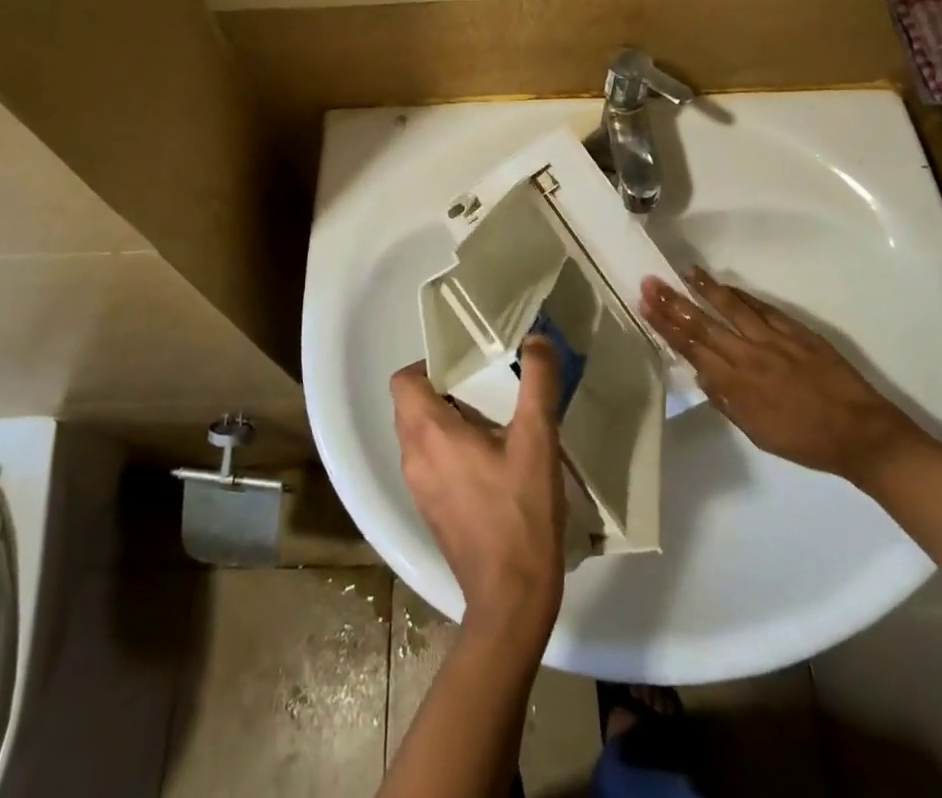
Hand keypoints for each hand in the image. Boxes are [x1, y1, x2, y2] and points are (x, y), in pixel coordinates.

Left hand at [390, 338, 565, 643]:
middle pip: (412, 404)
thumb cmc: (520, 514)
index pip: (404, 380)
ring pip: (421, 434)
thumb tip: (537, 339)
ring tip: (493, 419)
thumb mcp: (538, 440)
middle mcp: (413, 457)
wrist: (511, 602)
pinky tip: (491, 460)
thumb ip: (537, 383)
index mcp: (429, 433)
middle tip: (486, 385)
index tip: (467, 363)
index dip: (430, 364)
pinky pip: (430, 461)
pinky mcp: (431, 511)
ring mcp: (419, 488)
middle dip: (445, 388)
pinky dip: (450, 448)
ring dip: (449, 419)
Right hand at [640, 269, 924, 487]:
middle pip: (703, 323)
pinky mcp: (796, 331)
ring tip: (684, 271)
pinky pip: (761, 307)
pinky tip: (726, 286)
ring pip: (731, 307)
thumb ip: (726, 401)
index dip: (665, 325)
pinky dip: (741, 295)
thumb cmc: (805, 441)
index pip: (691, 348)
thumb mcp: (757, 433)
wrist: (861, 434)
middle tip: (650, 281)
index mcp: (736, 384)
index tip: (646, 305)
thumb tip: (701, 374)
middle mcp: (749, 356)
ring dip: (705, 289)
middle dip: (673, 302)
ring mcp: (773, 339)